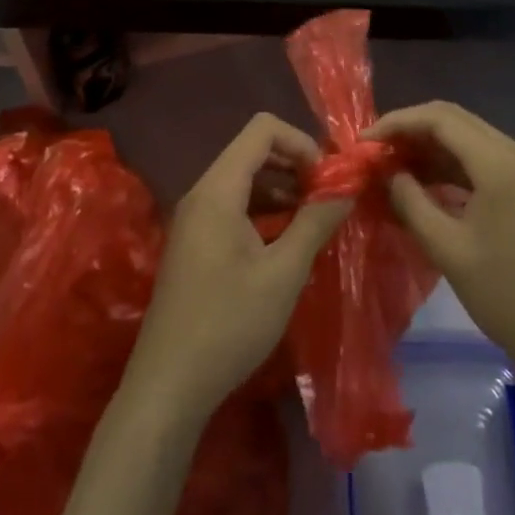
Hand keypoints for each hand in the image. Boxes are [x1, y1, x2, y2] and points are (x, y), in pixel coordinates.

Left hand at [123, 114, 351, 424]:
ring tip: (314, 218)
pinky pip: (233, 206)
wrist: (168, 384)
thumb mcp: (283, 273)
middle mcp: (202, 193)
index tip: (328, 178)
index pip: (262, 130)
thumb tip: (346, 188)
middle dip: (295, 165)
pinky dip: (263, 211)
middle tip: (327, 197)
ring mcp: (195, 218)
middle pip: (252, 152)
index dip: (301, 142)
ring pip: (244, 180)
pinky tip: (287, 240)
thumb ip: (315, 222)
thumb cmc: (229, 324)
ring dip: (281, 189)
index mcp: (218, 189)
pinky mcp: (195, 242)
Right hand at [368, 102, 514, 388]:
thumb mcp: (448, 250)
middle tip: (375, 153)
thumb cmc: (508, 296)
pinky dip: (452, 167)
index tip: (364, 142)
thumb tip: (387, 173)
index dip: (397, 123)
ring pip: (469, 140)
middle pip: (455, 121)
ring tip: (392, 169)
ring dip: (430, 148)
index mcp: (500, 163)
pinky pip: (484, 162)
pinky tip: (425, 185)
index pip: (440, 118)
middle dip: (411, 131)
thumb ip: (411, 202)